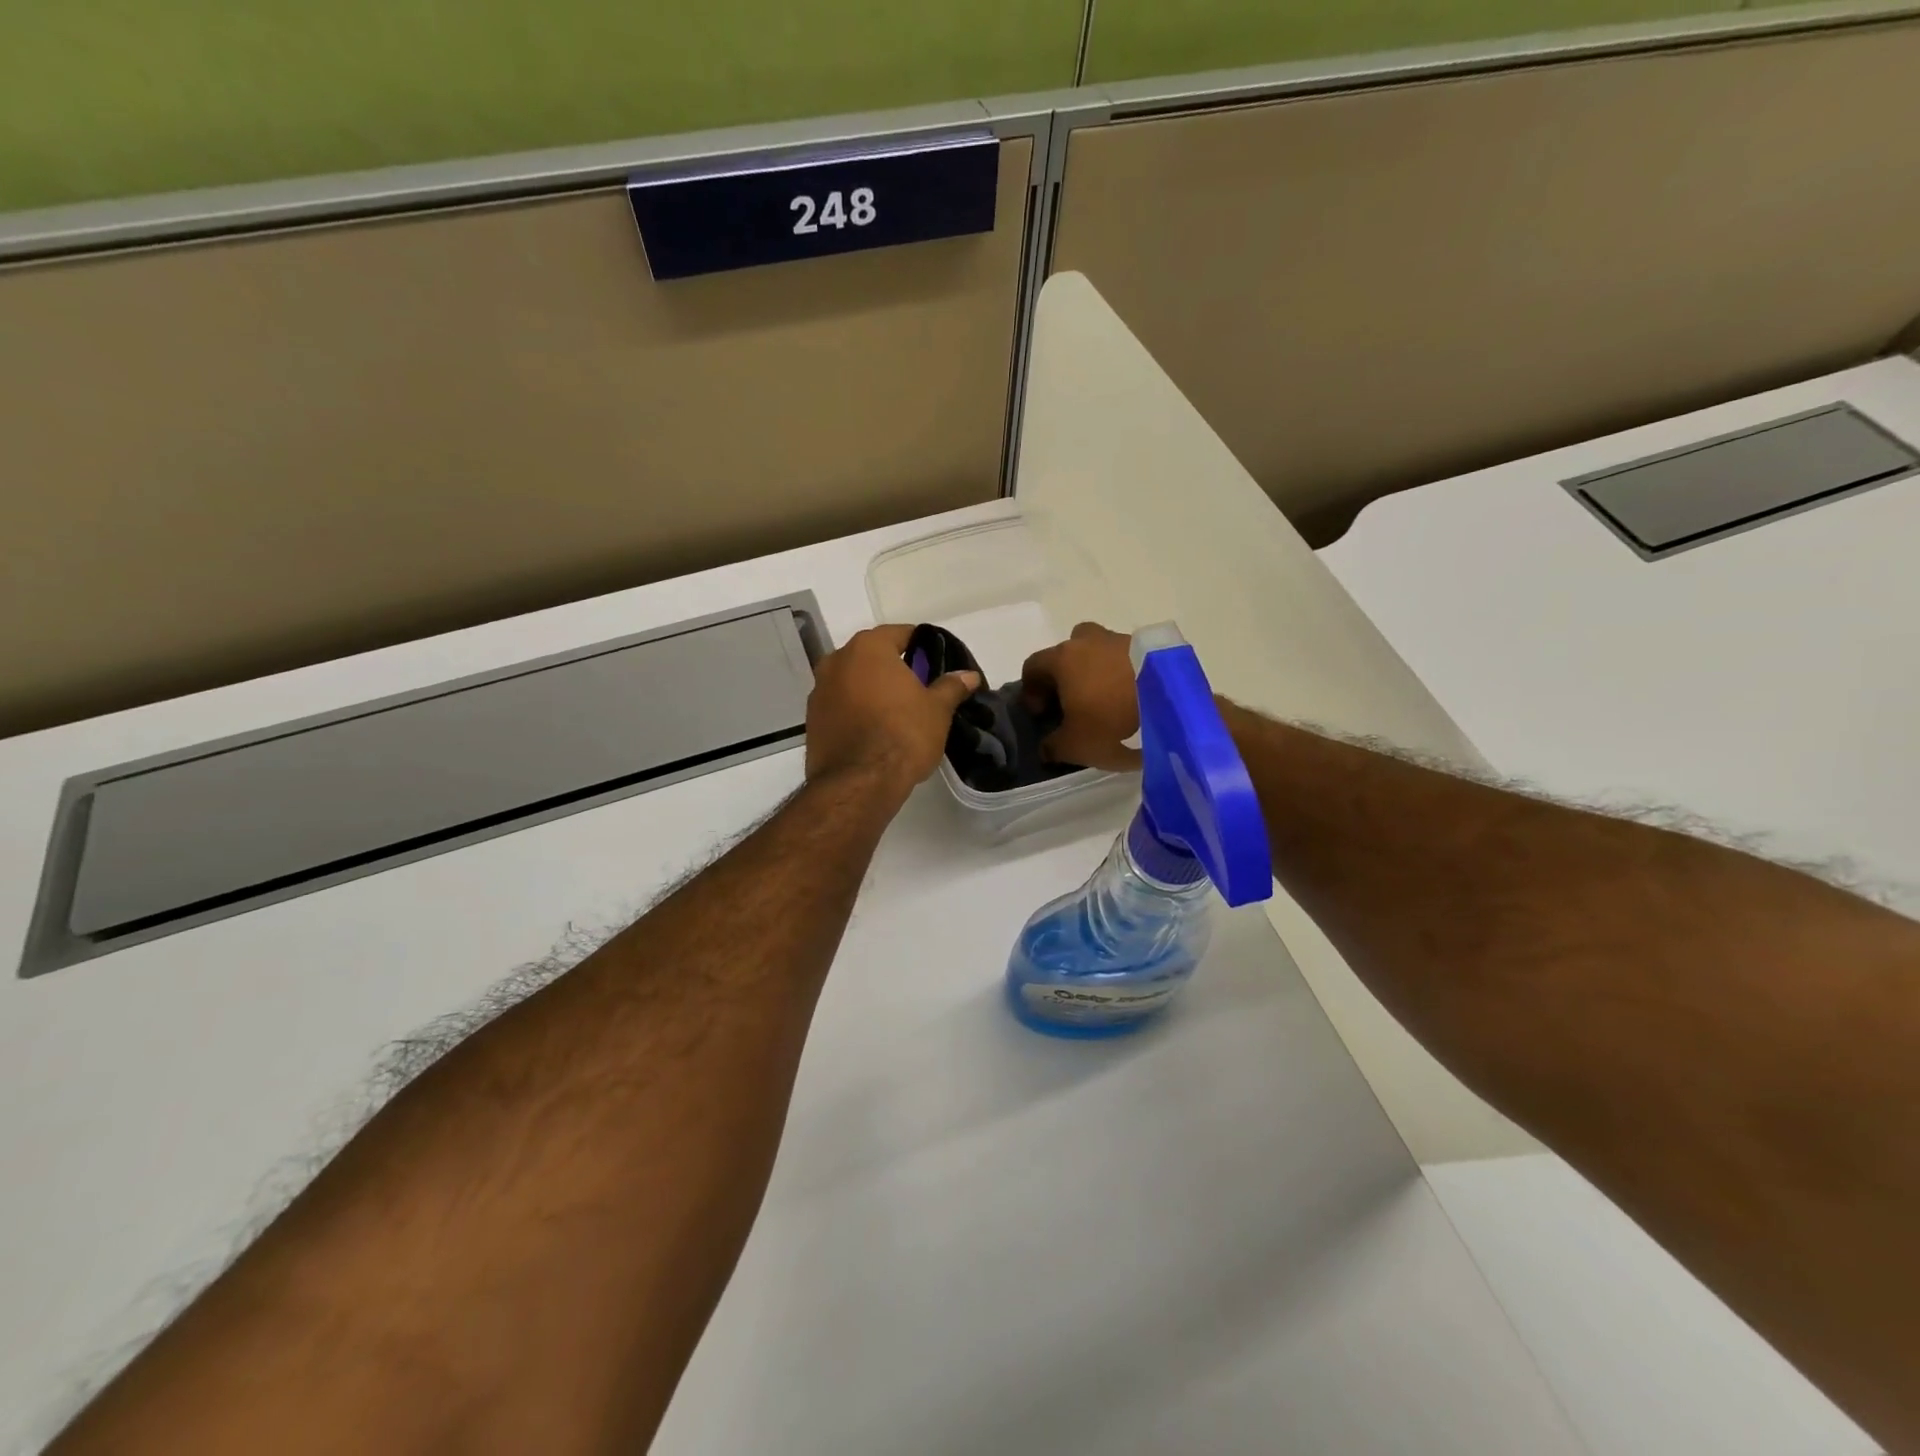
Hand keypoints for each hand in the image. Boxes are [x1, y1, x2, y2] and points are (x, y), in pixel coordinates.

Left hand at [805, 625, 980, 799]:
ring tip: (895, 712)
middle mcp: (837, 661)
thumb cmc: (903, 735)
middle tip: (918, 688)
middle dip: (893, 668)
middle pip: (872, 656)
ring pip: (852, 681)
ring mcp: (819, 691)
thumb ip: (951, 686)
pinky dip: (855, 711)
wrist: (858, 783)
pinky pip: (840, 705)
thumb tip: (968, 675)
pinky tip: (873, 730)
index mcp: (868, 648)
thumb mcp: (937, 710)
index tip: (935, 662)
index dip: (921, 645)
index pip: (899, 633)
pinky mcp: (811, 720)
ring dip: (871, 690)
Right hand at [1021, 622, 1142, 771]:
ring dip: (1097, 671)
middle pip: (1068, 650)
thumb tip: (1046, 746)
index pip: (1033, 665)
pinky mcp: (1153, 649)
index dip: (1031, 690)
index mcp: (1064, 658)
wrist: (1174, 709)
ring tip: (1108, 702)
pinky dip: (1124, 675)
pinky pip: (1128, 660)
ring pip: (1100, 651)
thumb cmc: (1112, 724)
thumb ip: (1053, 746)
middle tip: (1074, 700)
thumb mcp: (1075, 746)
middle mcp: (1090, 641)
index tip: (1042, 713)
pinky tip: (1132, 699)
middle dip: (1066, 672)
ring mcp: (1123, 641)